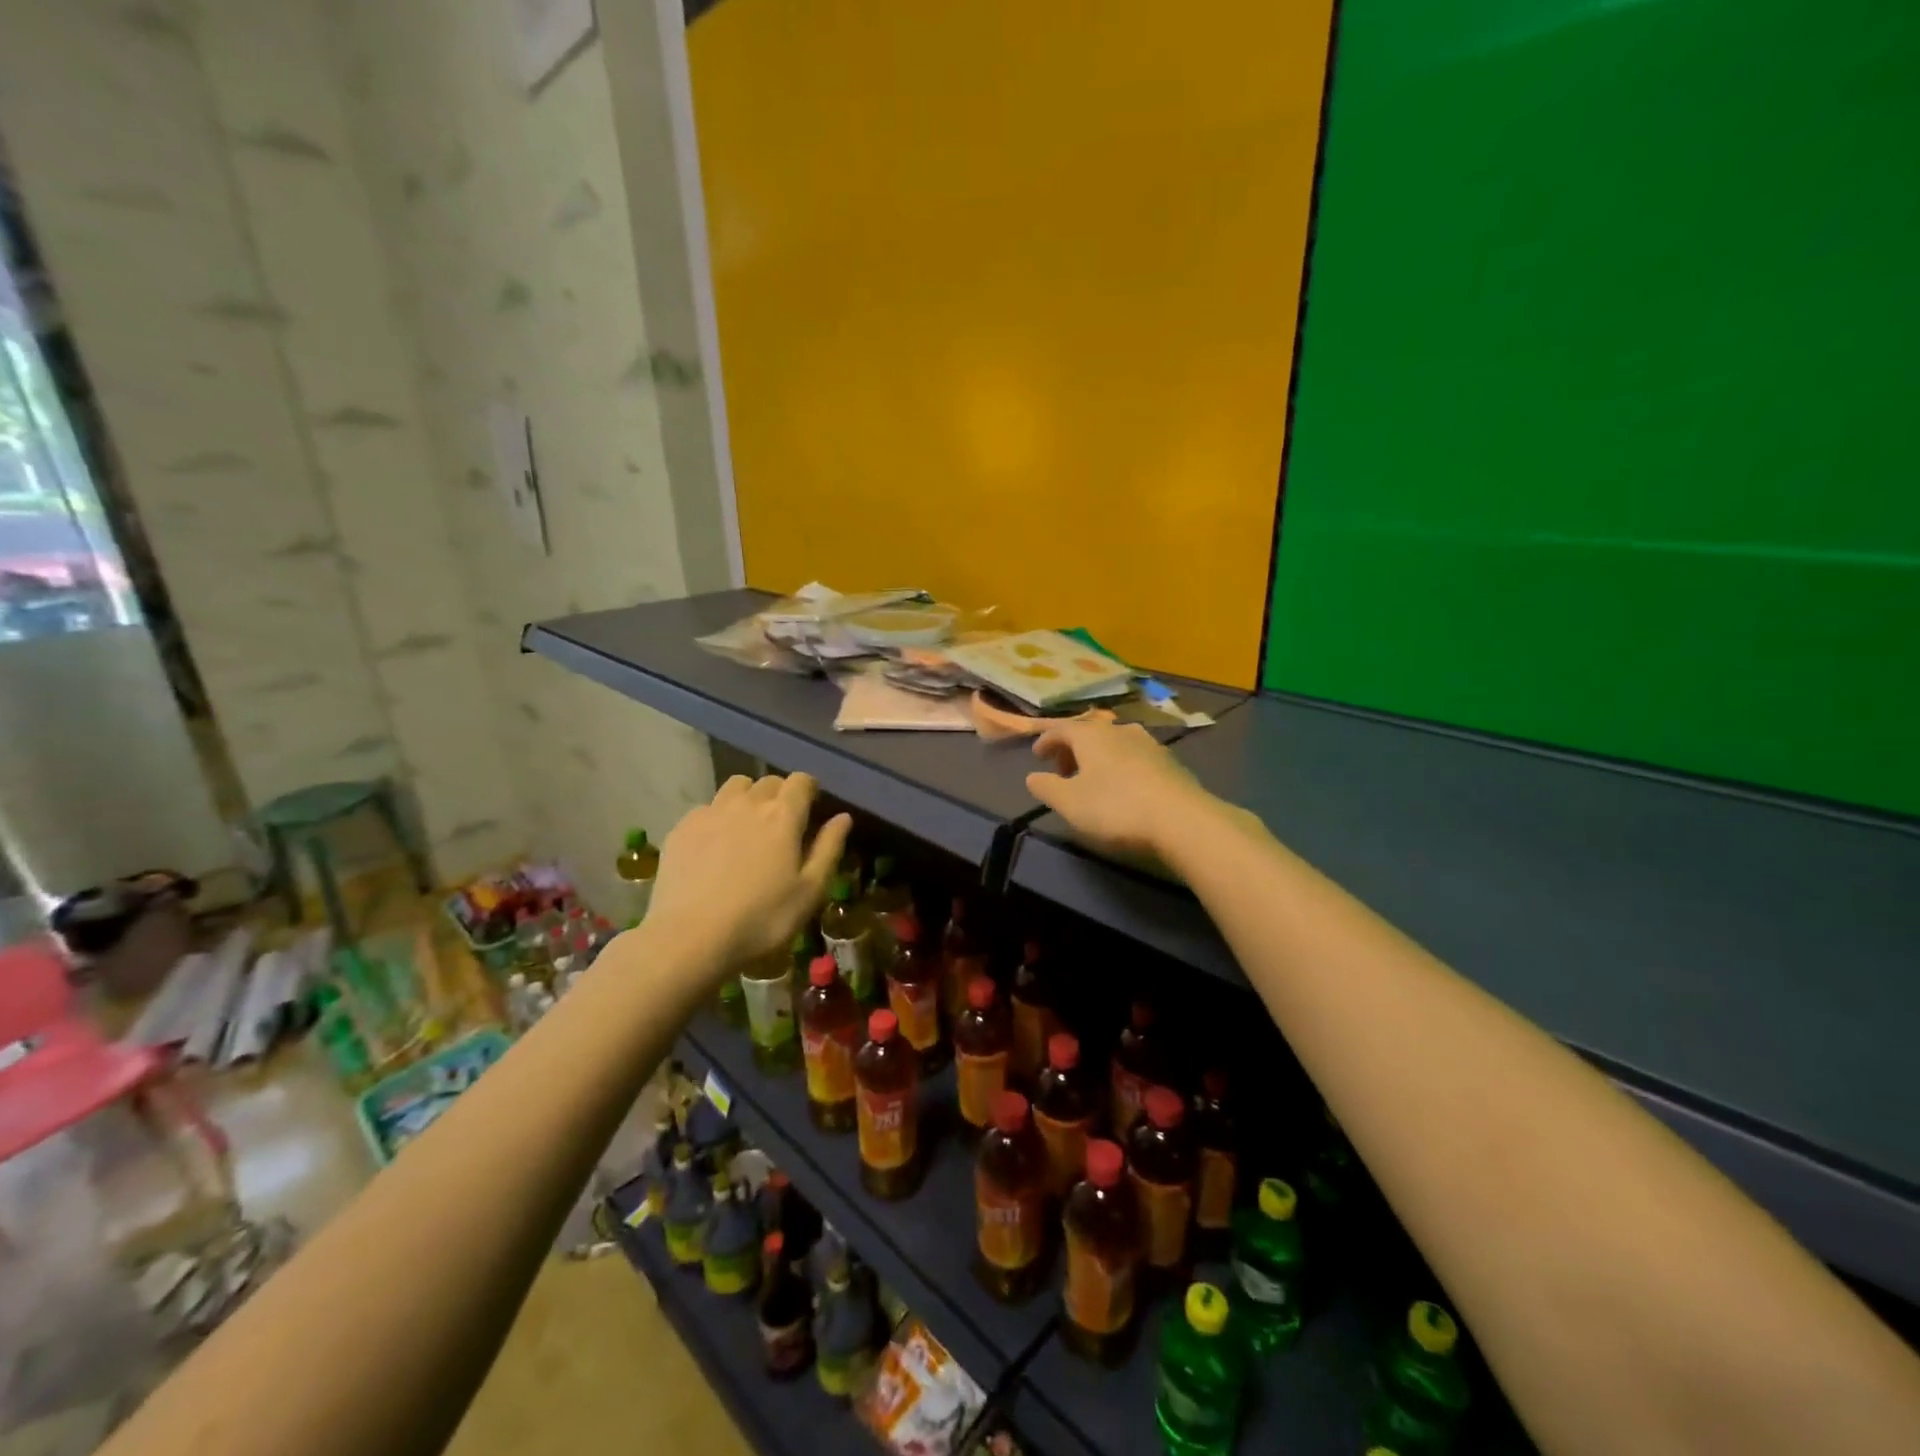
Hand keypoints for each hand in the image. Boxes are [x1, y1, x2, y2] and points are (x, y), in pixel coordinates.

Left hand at [647, 773, 851, 969]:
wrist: (690, 938)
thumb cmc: (761, 919)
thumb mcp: (809, 891)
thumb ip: (829, 848)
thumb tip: (843, 817)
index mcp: (783, 815)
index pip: (801, 781)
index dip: (809, 789)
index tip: (811, 808)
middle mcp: (747, 804)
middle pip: (768, 781)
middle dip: (779, 794)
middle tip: (781, 824)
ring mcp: (710, 813)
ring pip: (735, 787)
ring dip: (747, 798)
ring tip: (747, 827)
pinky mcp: (681, 828)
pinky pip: (706, 808)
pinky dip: (717, 817)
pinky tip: (714, 847)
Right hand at [1025, 720, 1214, 860]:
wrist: (1181, 820)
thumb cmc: (1115, 808)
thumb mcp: (1069, 803)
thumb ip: (1046, 788)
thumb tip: (1033, 777)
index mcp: (1091, 735)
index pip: (1061, 728)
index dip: (1045, 740)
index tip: (1036, 755)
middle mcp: (1119, 730)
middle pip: (1089, 732)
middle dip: (1071, 748)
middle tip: (1062, 770)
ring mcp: (1148, 743)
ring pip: (1114, 742)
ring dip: (1097, 756)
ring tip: (1092, 778)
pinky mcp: (1169, 761)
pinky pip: (1134, 756)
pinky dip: (1119, 765)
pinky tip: (1122, 785)